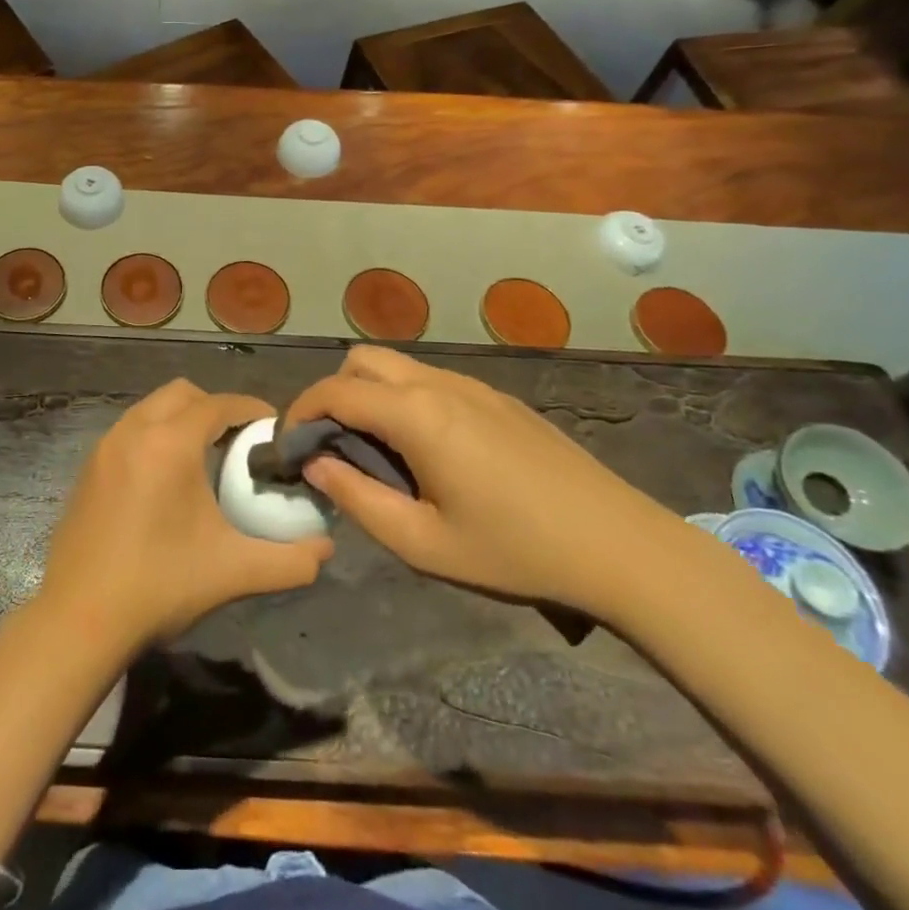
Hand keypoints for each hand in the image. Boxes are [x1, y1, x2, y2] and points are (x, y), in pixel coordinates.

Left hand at [40, 380, 332, 648]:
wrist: (78, 619)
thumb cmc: (159, 585)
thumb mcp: (233, 572)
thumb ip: (289, 560)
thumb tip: (325, 550)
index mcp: (169, 443)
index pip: (218, 404)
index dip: (250, 409)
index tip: (272, 427)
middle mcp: (134, 431)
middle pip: (182, 393)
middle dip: (214, 407)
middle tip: (238, 441)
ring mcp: (104, 447)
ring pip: (151, 408)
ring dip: (181, 419)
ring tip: (204, 458)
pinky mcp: (88, 467)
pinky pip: (129, 430)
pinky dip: (154, 436)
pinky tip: (165, 480)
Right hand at [284, 345, 692, 620]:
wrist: (619, 544)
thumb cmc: (514, 549)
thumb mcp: (423, 543)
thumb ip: (357, 499)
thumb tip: (316, 466)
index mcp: (416, 414)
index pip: (334, 391)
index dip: (300, 414)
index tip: (290, 449)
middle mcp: (438, 384)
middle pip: (362, 360)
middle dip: (333, 393)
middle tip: (333, 445)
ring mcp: (472, 385)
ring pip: (397, 366)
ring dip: (369, 394)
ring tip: (376, 451)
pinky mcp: (497, 397)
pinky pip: (431, 380)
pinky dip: (404, 399)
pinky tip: (427, 451)